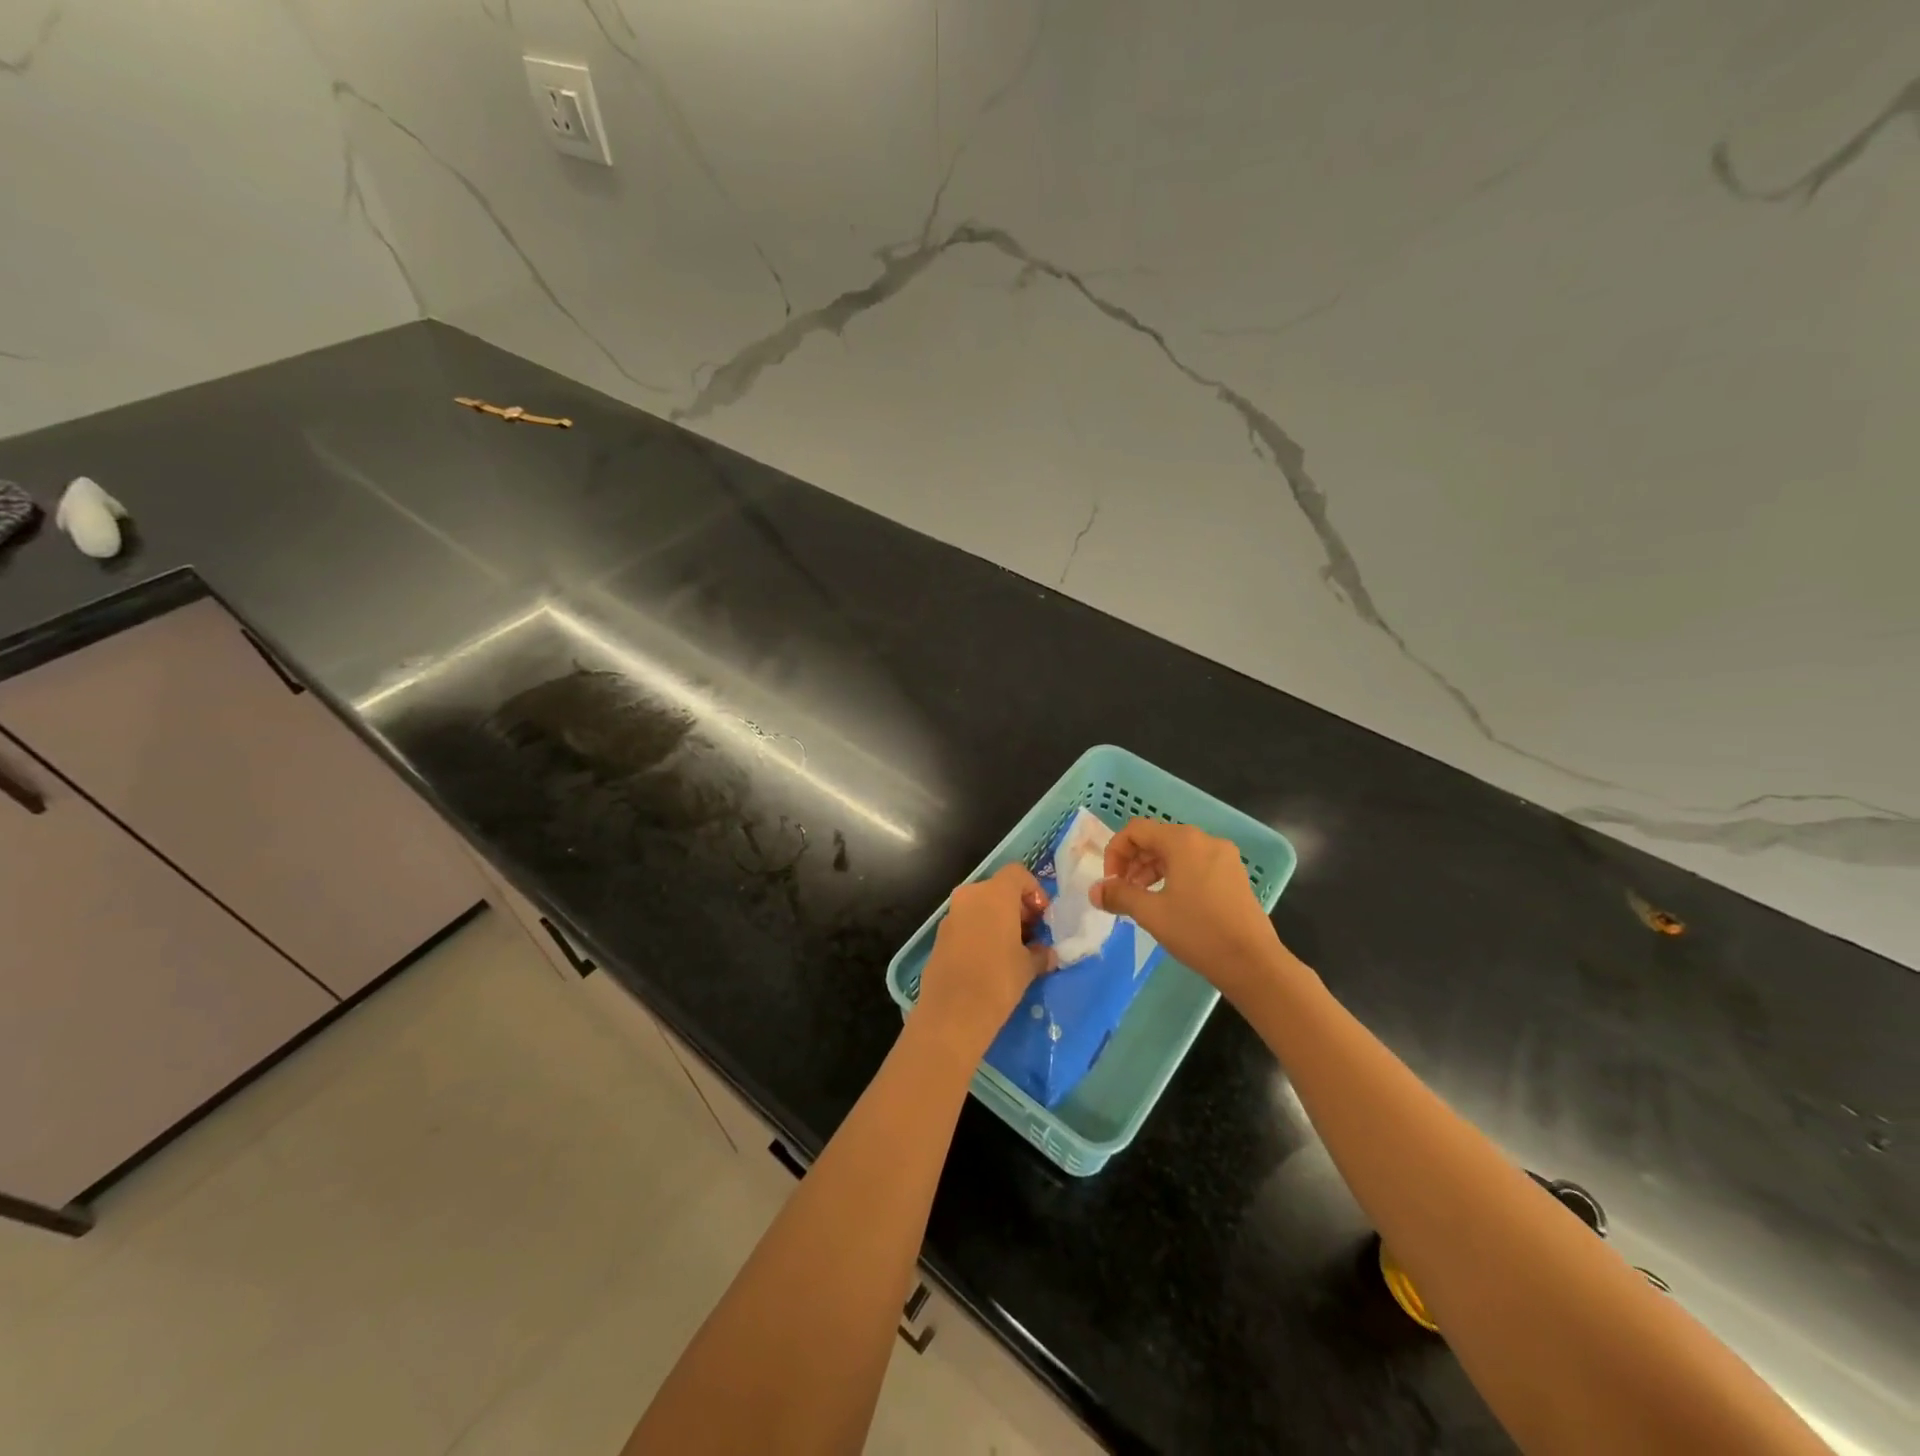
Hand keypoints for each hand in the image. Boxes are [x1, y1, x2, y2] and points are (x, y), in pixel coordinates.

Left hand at [916, 864, 1053, 1058]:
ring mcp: (951, 916)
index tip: (1042, 916)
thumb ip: (1041, 953)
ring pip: (980, 907)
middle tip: (1031, 934)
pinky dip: (980, 932)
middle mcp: (969, 896)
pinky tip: (990, 961)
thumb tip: (1047, 954)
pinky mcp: (939, 937)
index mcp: (994, 894)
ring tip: (1013, 950)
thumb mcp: (1028, 966)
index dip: (1034, 890)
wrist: (952, 1013)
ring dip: (998, 921)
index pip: (1017, 873)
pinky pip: (966, 924)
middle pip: (998, 889)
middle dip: (1017, 907)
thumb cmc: (998, 980)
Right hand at [1092, 820, 1285, 1001]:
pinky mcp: (1234, 876)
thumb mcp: (1151, 913)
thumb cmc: (1197, 931)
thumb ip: (1119, 895)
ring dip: (1152, 870)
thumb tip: (1095, 891)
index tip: (1111, 882)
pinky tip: (1170, 903)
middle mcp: (1205, 840)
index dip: (1115, 852)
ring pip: (1177, 853)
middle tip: (1123, 892)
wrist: (1253, 963)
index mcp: (1183, 841)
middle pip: (1157, 839)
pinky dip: (1175, 876)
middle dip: (1133, 862)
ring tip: (1142, 900)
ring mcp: (1224, 857)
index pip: (1136, 830)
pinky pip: (1195, 864)